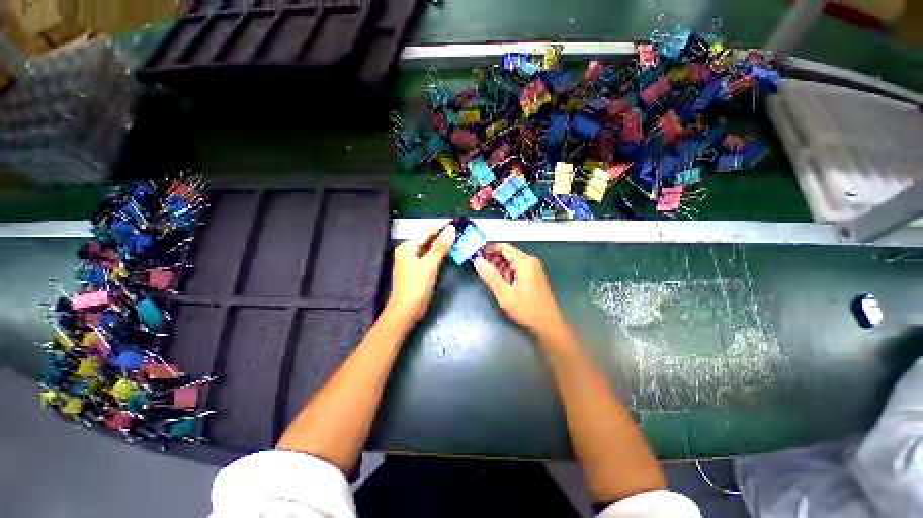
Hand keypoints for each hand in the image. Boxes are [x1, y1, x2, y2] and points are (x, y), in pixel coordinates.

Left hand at [387, 224, 455, 322]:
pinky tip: (450, 251)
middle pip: (428, 237)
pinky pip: (430, 255)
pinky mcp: (418, 269)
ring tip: (458, 238)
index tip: (457, 221)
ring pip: (430, 246)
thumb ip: (440, 246)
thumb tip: (451, 228)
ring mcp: (413, 260)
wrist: (406, 310)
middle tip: (460, 229)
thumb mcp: (429, 265)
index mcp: (408, 246)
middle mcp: (409, 250)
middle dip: (443, 233)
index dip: (442, 225)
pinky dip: (440, 252)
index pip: (427, 230)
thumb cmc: (415, 287)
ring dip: (442, 242)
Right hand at [474, 243, 565, 336]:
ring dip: (501, 269)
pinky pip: (517, 269)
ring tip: (496, 283)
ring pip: (512, 262)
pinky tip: (506, 286)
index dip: (490, 250)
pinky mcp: (534, 276)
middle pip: (508, 254)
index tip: (478, 258)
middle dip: (495, 261)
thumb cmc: (527, 309)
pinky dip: (509, 274)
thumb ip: (490, 276)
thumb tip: (477, 261)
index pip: (504, 247)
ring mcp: (534, 269)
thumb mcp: (504, 294)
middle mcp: (531, 261)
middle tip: (485, 273)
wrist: (548, 324)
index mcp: (525, 262)